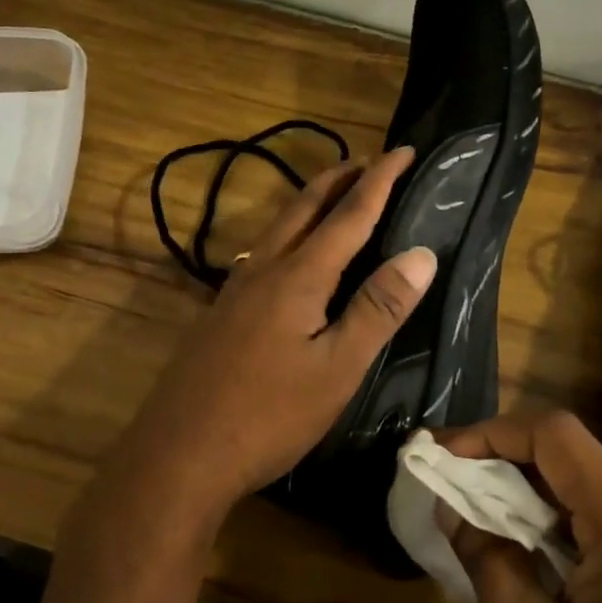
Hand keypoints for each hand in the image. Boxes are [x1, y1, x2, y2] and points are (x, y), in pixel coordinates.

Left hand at [94, 147, 436, 535]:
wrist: (180, 453)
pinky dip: (291, 232)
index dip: (380, 180)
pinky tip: (291, 256)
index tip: (405, 149)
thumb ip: (378, 308)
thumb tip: (421, 253)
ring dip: (312, 202)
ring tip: (336, 195)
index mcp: (299, 276)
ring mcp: (236, 290)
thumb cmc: (269, 415)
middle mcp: (264, 269)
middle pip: (305, 207)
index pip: (350, 215)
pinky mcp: (222, 312)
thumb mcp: (338, 368)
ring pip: (279, 227)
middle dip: (340, 178)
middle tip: (370, 161)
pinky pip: (264, 252)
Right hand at [437, 411, 601, 602]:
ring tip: (475, 518)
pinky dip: (562, 534)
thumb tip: (456, 506)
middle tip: (447, 486)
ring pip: (592, 499)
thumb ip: (487, 558)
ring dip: (531, 504)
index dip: (493, 432)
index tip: (442, 453)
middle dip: (505, 469)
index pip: (560, 438)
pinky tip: (526, 555)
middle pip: (577, 467)